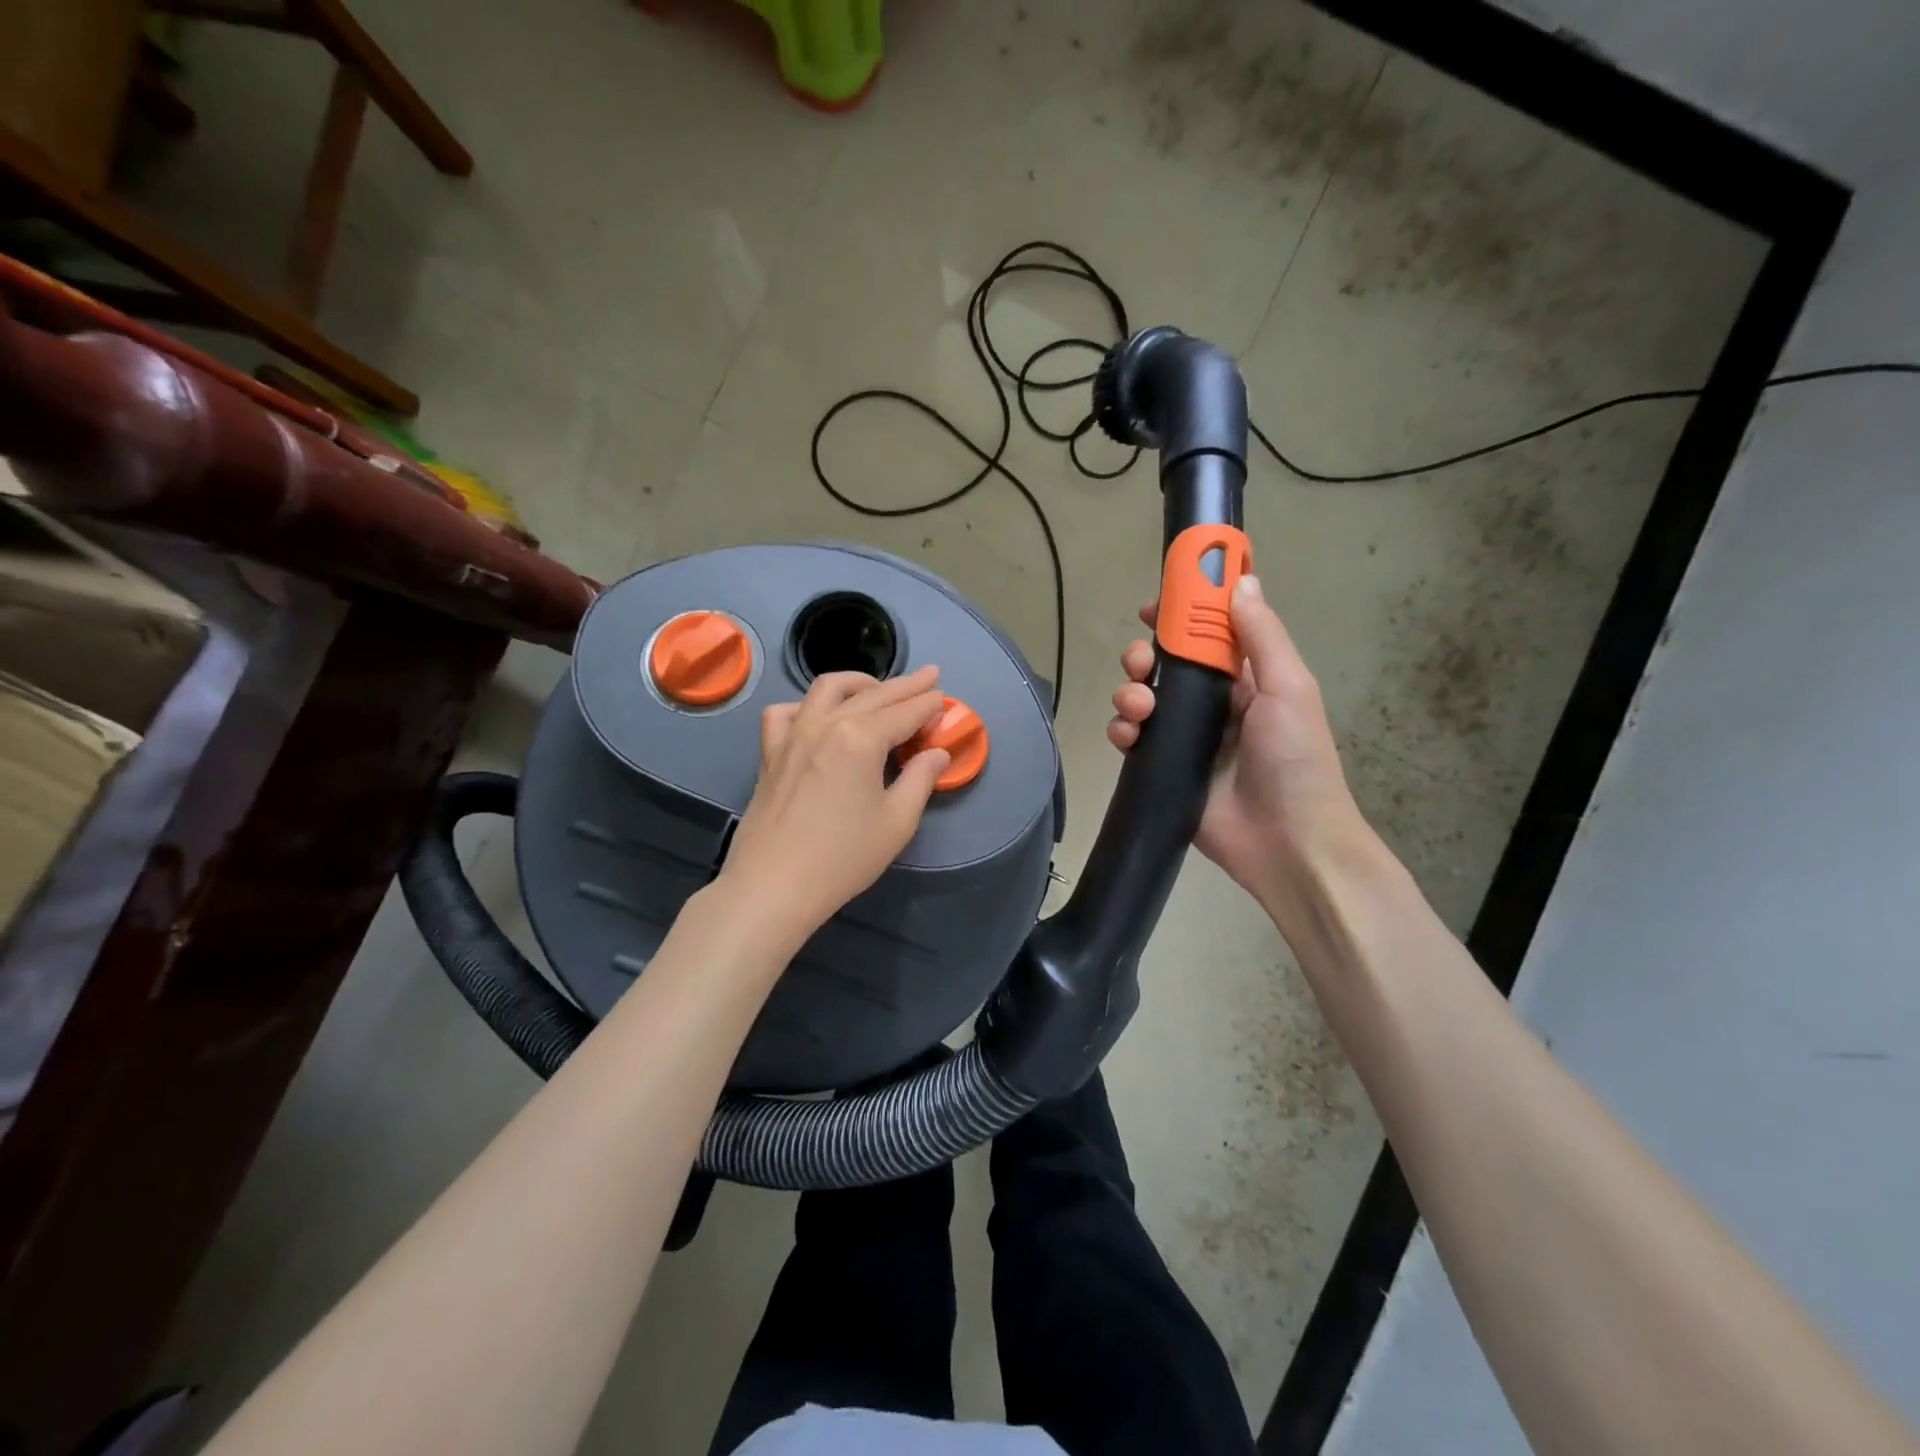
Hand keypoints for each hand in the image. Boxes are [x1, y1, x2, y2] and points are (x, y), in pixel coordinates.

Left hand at [717, 666, 949, 941]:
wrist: (774, 886)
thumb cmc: (843, 857)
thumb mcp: (897, 821)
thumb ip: (920, 779)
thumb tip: (936, 753)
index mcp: (861, 738)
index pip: (904, 712)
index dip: (928, 704)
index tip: (945, 698)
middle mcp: (825, 724)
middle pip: (872, 694)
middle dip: (905, 685)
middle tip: (929, 676)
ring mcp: (792, 735)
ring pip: (826, 690)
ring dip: (858, 682)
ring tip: (877, 688)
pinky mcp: (770, 753)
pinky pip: (786, 713)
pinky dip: (806, 706)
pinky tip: (818, 716)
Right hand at [1107, 575, 1366, 912]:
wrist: (1286, 842)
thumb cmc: (1295, 759)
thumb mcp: (1289, 688)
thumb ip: (1261, 635)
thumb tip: (1241, 581)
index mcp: (1247, 679)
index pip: (1207, 635)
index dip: (1181, 615)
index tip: (1155, 605)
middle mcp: (1213, 704)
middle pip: (1166, 665)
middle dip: (1145, 657)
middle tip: (1140, 663)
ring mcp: (1186, 738)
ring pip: (1143, 699)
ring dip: (1129, 693)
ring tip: (1138, 708)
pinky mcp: (1163, 768)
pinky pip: (1133, 739)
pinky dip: (1123, 731)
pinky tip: (1128, 736)